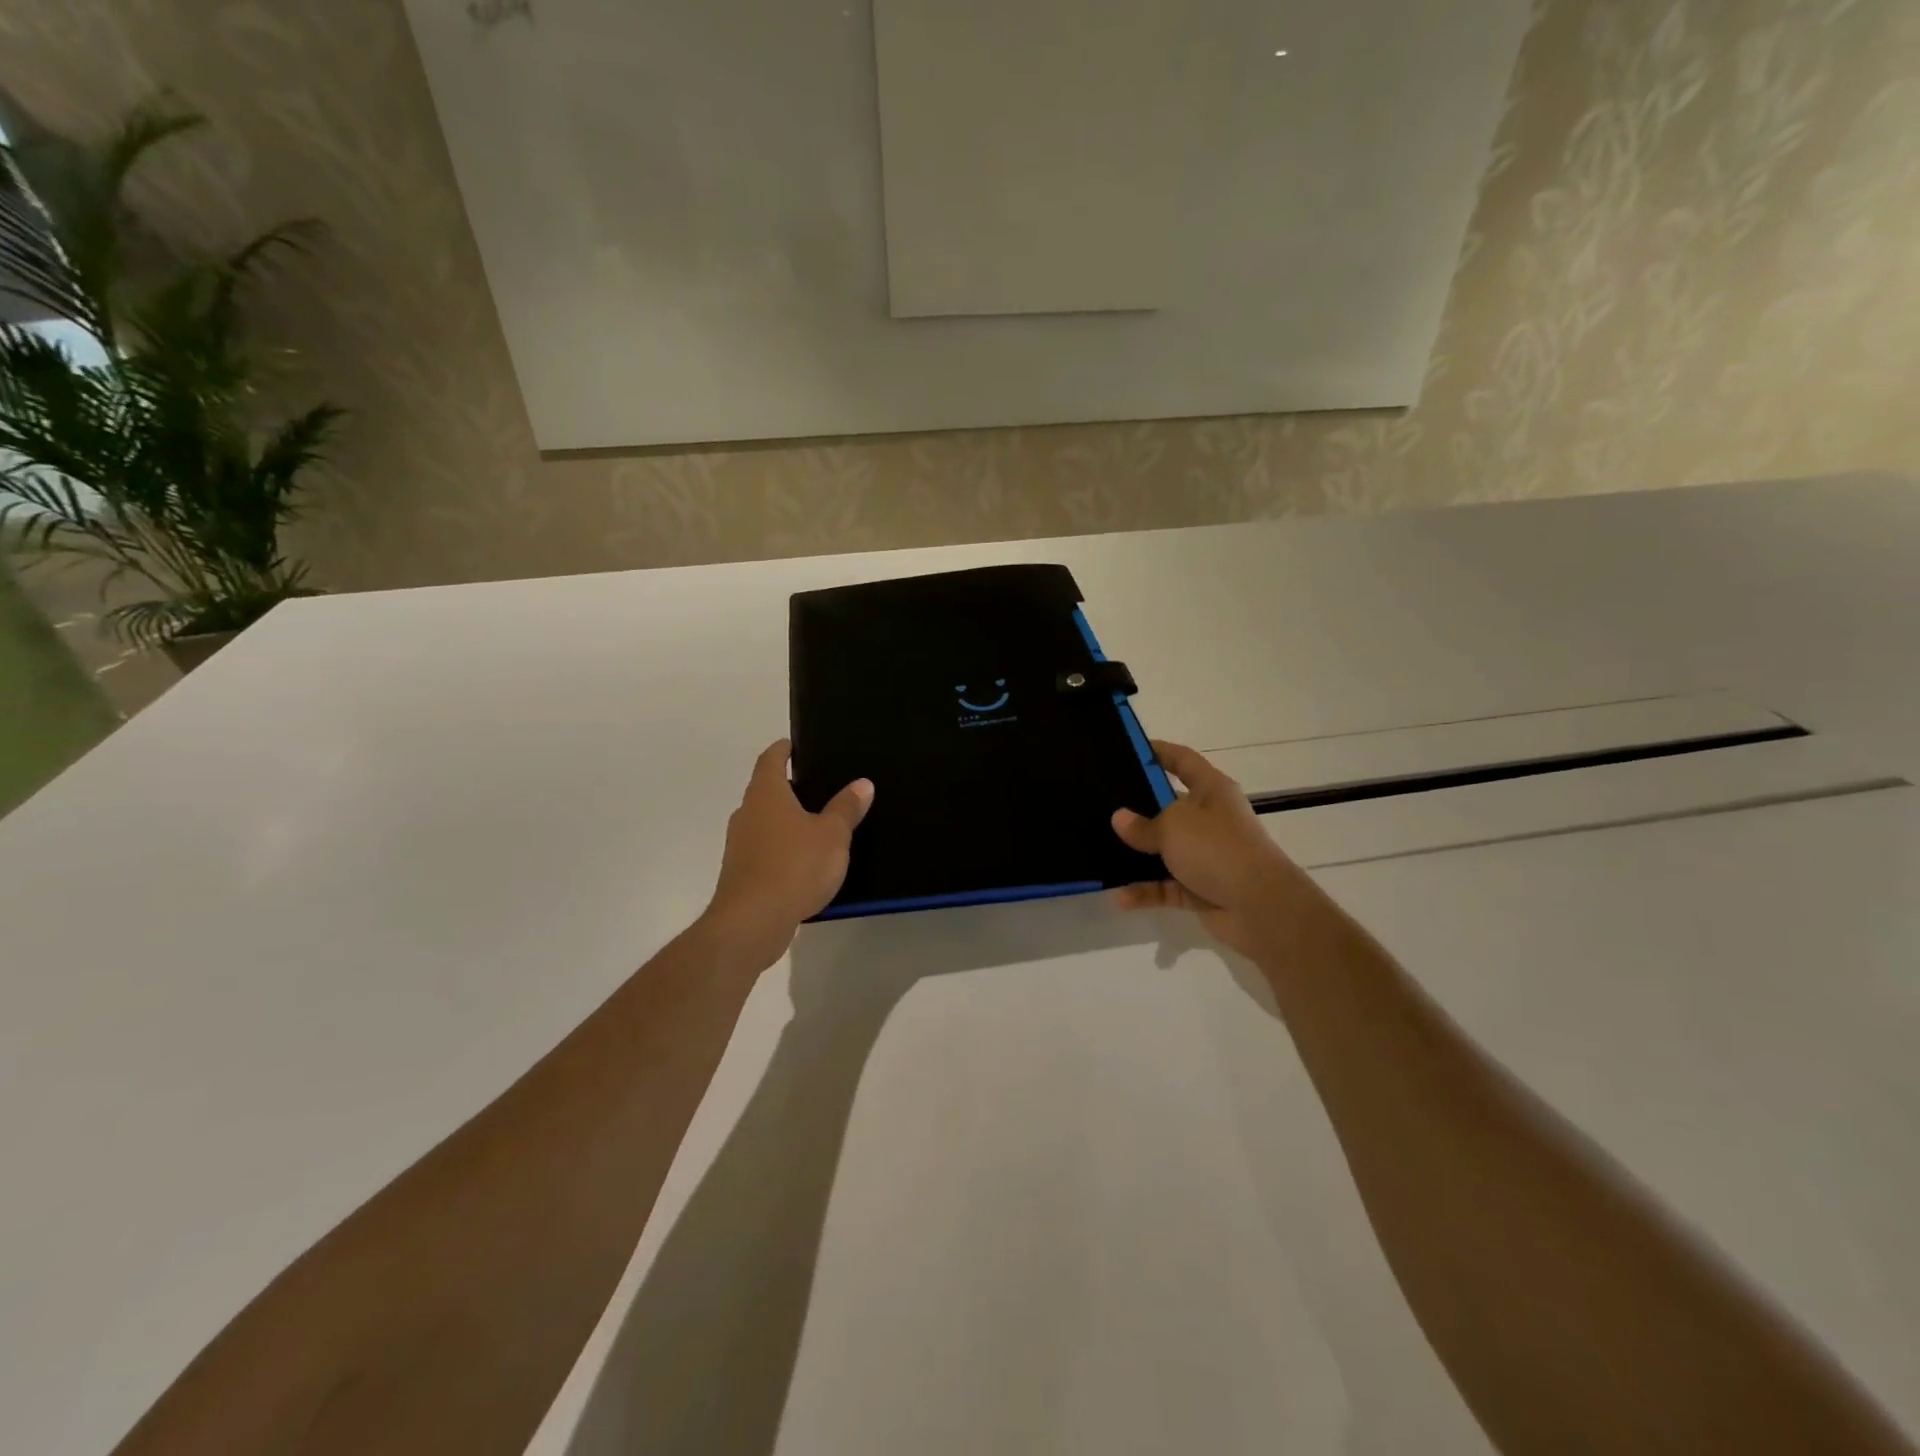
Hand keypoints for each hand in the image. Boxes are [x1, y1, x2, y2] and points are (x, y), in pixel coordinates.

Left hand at [702, 739, 874, 971]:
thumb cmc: (794, 867)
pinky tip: (804, 861)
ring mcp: (740, 845)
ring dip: (786, 820)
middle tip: (820, 786)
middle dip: (789, 787)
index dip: (783, 750)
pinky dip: (782, 848)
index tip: (796, 745)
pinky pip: (764, 849)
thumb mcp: (832, 835)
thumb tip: (862, 783)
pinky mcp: (741, 874)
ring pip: (764, 822)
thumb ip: (846, 808)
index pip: (771, 759)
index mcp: (766, 794)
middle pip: (765, 790)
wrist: (752, 922)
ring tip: (818, 824)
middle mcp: (747, 814)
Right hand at [1110, 740, 1315, 959]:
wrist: (1261, 906)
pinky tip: (1121, 897)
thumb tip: (1120, 819)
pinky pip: (1166, 886)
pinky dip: (1146, 891)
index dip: (1159, 751)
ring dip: (1137, 855)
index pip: (1183, 760)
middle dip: (1138, 807)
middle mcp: (1210, 819)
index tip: (1128, 747)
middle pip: (1169, 806)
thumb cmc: (1218, 848)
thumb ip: (1142, 825)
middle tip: (1101, 803)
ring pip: (1164, 850)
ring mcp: (1206, 856)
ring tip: (1102, 851)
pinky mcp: (1201, 888)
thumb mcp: (1173, 826)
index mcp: (1211, 791)